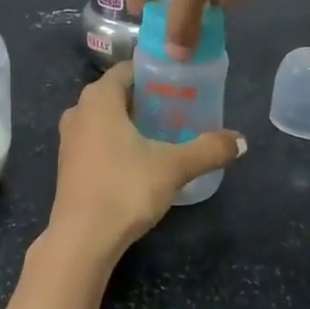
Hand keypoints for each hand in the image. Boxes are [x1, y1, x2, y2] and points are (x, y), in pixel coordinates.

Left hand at [50, 64, 243, 256]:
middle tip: (179, 108)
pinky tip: (140, 159)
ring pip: (105, 117)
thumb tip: (241, 141)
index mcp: (99, 98)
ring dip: (132, 122)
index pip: (128, 69)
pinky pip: (96, 138)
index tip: (180, 83)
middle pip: (117, 93)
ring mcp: (69, 138)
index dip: (155, 73)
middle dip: (147, 99)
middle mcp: (79, 110)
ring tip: (164, 133)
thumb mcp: (173, 167)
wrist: (82, 239)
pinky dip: (117, 140)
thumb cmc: (125, 189)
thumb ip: (208, 150)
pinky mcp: (68, 163)